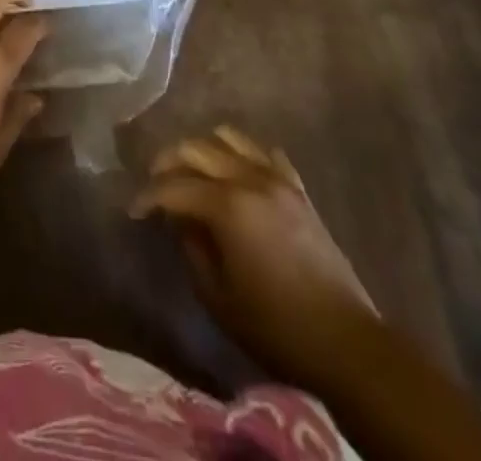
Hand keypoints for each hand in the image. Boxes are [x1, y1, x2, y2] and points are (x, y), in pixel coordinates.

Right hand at [133, 126, 374, 388]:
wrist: (346, 343)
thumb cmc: (275, 326)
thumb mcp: (218, 296)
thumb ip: (192, 248)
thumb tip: (180, 219)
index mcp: (227, 206)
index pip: (174, 187)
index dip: (148, 196)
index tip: (134, 211)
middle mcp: (249, 179)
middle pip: (196, 148)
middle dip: (168, 162)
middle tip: (155, 183)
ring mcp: (277, 179)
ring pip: (229, 138)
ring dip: (203, 149)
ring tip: (192, 172)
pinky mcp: (298, 189)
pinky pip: (264, 153)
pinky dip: (243, 155)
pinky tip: (235, 175)